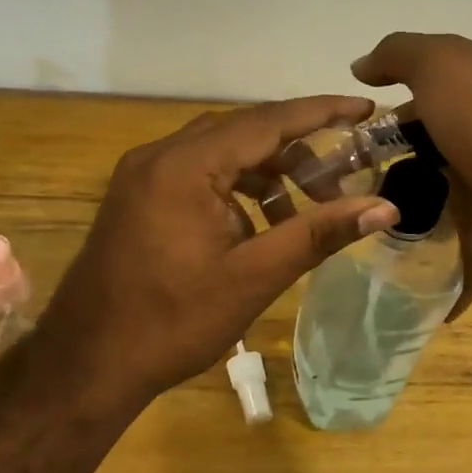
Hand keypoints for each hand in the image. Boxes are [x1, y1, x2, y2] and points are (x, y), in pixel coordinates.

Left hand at [31, 97, 401, 410]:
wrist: (86, 364)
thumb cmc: (172, 322)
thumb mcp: (254, 277)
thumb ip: (319, 234)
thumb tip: (385, 207)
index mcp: (185, 166)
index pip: (267, 121)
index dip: (321, 112)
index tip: (365, 108)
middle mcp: (159, 155)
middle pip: (244, 133)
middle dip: (297, 154)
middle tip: (341, 183)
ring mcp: (142, 175)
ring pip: (220, 154)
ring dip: (266, 176)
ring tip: (303, 216)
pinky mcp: (137, 197)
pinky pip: (197, 174)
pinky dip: (235, 191)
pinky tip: (256, 229)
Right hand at [352, 33, 471, 315]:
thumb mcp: (439, 62)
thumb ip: (398, 55)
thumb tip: (360, 66)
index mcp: (469, 100)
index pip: (417, 103)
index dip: (382, 114)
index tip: (346, 136)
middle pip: (419, 153)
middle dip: (381, 166)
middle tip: (335, 185)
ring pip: (425, 202)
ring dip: (393, 211)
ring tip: (346, 221)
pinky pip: (442, 252)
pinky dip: (419, 261)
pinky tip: (380, 264)